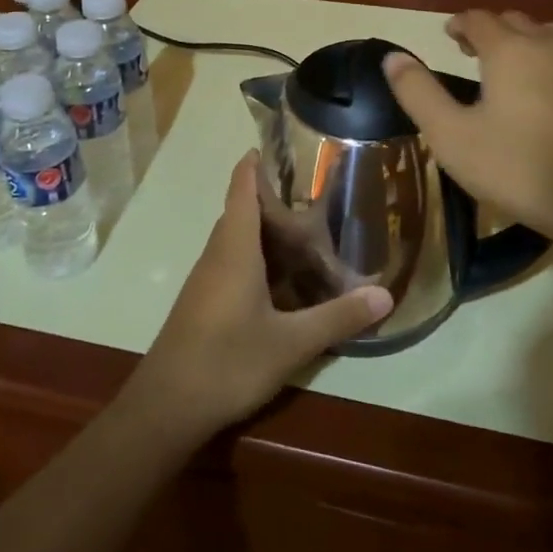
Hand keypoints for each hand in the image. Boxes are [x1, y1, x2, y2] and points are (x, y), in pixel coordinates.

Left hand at [126, 152, 392, 438]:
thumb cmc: (227, 361)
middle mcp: (217, 253)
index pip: (242, 186)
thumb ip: (338, 317)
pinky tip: (283, 283)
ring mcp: (206, 278)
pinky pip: (232, 262)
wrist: (166, 407)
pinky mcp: (203, 301)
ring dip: (267, 233)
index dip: (256, 162)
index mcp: (235, 247)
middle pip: (243, 211)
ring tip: (308, 236)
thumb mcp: (291, 343)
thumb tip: (386, 294)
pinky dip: (258, 259)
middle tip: (318, 200)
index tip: (281, 144)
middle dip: (276, 202)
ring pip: (238, 239)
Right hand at [382, 11, 552, 263]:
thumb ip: (418, 93)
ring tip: (520, 68)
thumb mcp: (452, 137)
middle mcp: (552, 44)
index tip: (450, 36)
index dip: (460, 24)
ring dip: (532, 43)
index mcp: (510, 50)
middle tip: (477, 53)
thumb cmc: (520, 169)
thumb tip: (392, 57)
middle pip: (518, 22)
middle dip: (494, 31)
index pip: (479, 19)